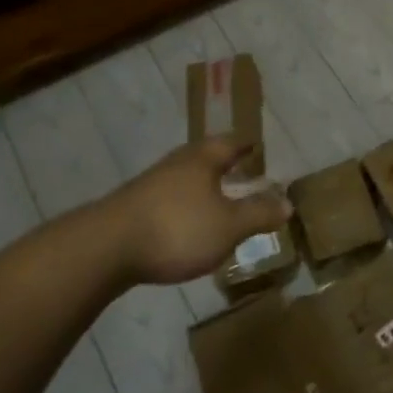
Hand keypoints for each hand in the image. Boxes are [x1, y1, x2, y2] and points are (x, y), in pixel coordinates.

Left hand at [92, 136, 290, 285]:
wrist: (103, 249)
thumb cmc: (177, 229)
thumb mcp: (229, 226)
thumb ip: (259, 214)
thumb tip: (288, 204)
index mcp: (203, 158)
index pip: (231, 142)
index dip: (246, 144)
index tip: (257, 145)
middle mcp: (176, 163)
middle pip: (205, 156)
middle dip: (223, 163)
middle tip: (240, 170)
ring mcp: (150, 185)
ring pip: (184, 178)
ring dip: (201, 186)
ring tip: (216, 200)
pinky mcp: (130, 209)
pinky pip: (166, 200)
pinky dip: (182, 206)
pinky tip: (184, 225)